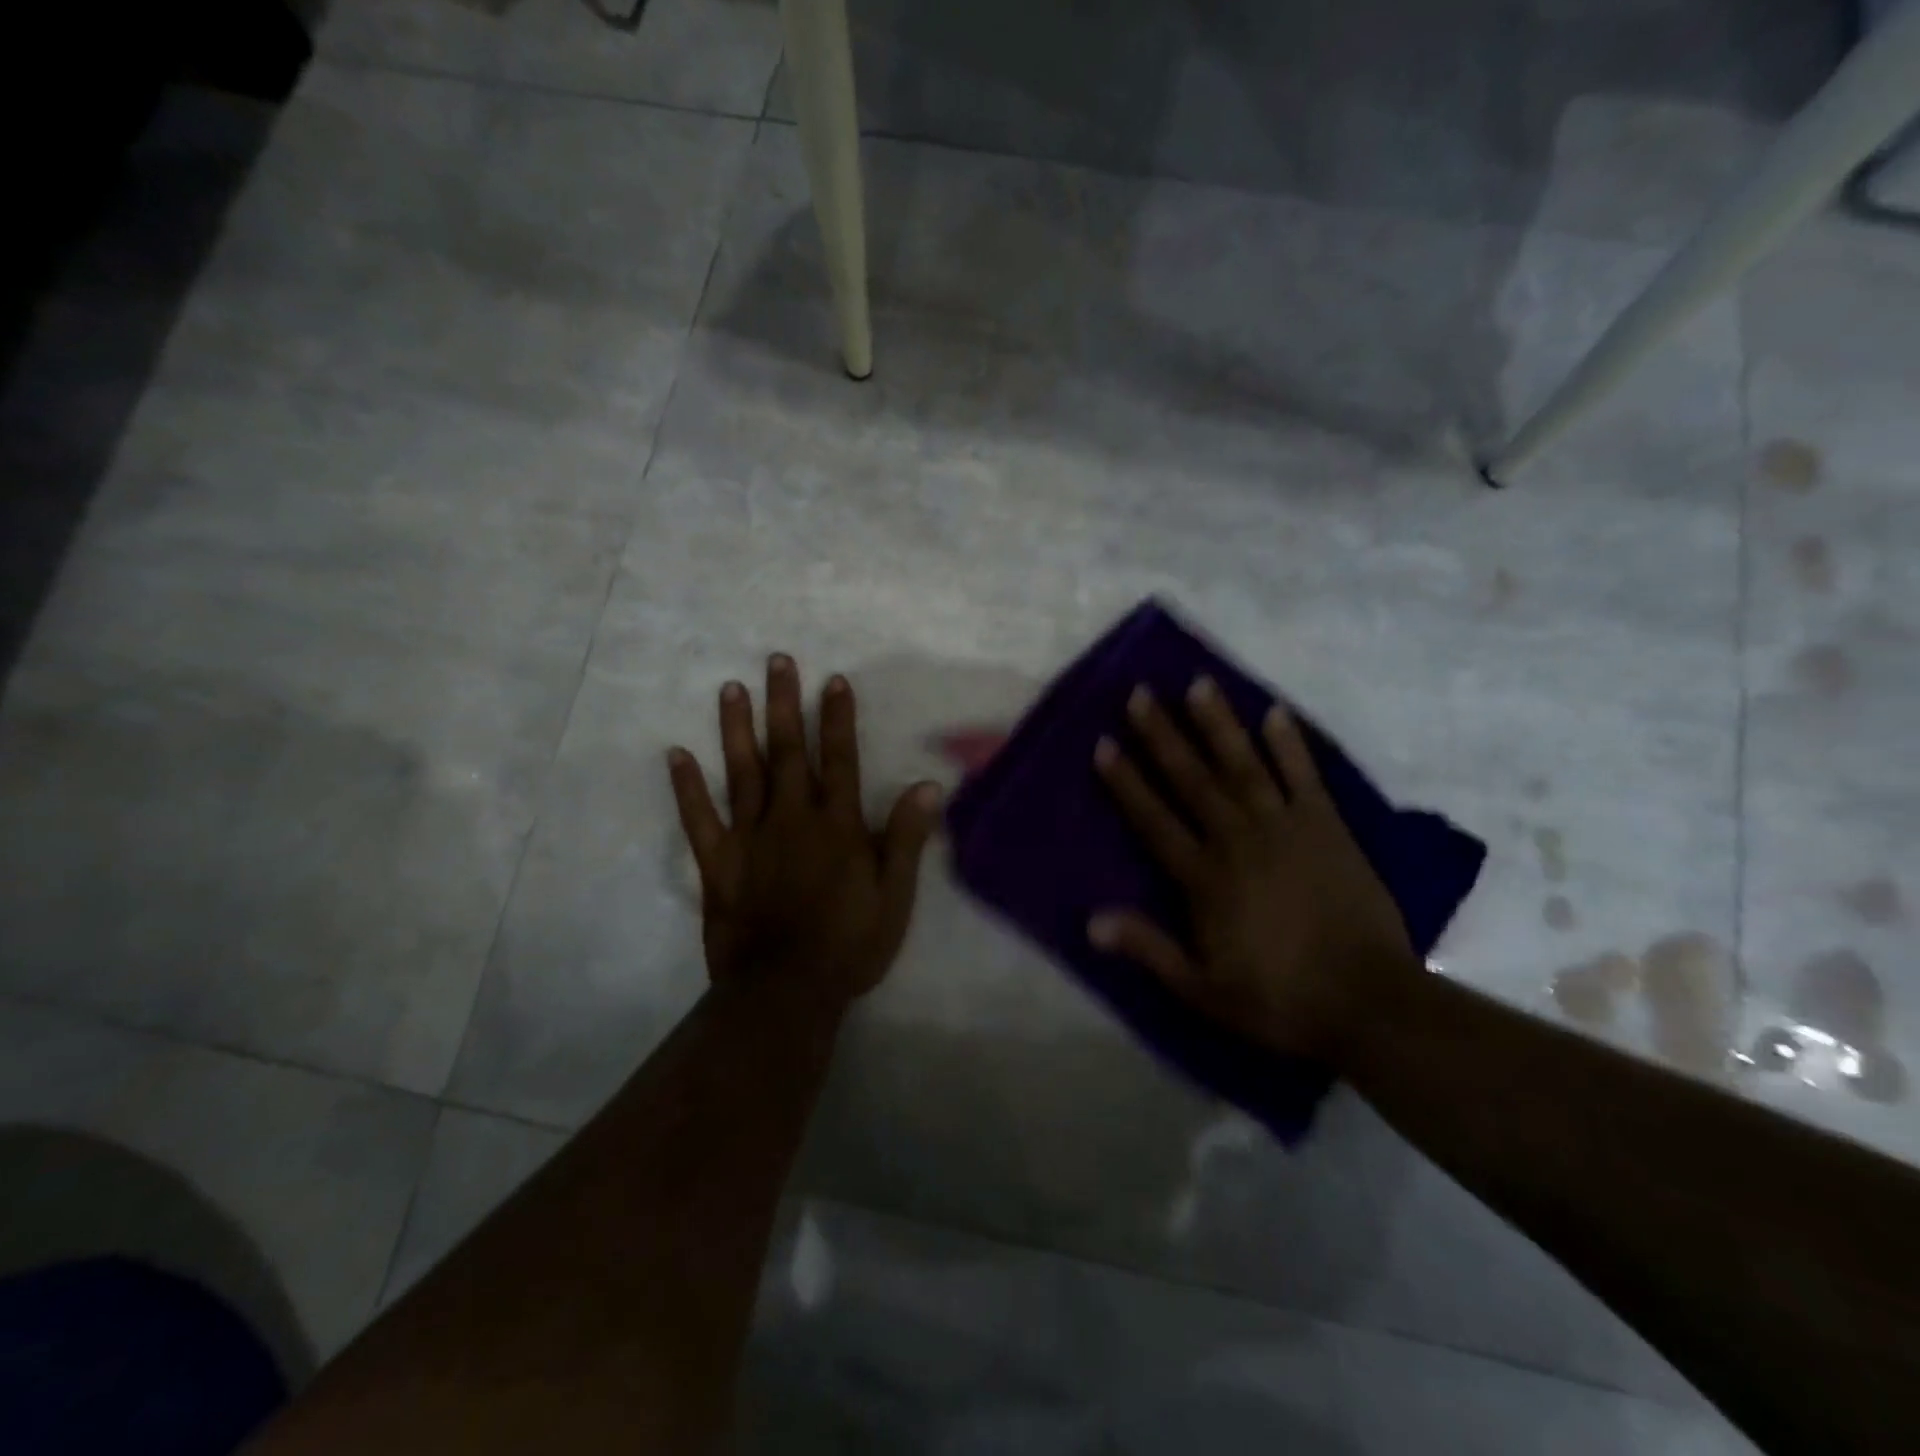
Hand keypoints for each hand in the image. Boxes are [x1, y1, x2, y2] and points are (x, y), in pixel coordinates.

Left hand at [668, 655, 942, 1011]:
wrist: (786, 991)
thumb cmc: (849, 944)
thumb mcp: (894, 896)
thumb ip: (906, 839)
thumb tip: (926, 785)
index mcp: (837, 826)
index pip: (840, 760)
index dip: (838, 719)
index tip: (833, 680)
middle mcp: (792, 819)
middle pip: (789, 752)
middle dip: (785, 704)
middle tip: (777, 661)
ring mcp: (750, 838)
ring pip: (743, 772)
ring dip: (737, 729)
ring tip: (731, 689)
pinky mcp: (718, 862)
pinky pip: (699, 819)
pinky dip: (687, 787)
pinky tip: (676, 754)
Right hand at [1090, 678, 1417, 1062]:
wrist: (1369, 1003)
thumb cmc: (1278, 999)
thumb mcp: (1202, 989)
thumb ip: (1149, 948)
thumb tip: (1091, 921)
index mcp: (1204, 877)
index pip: (1154, 818)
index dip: (1126, 781)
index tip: (1104, 744)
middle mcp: (1238, 840)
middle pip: (1192, 779)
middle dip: (1162, 735)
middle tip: (1140, 694)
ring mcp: (1285, 828)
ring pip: (1243, 765)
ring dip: (1218, 724)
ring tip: (1198, 684)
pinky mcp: (1328, 827)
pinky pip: (1305, 776)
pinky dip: (1290, 744)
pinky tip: (1275, 712)